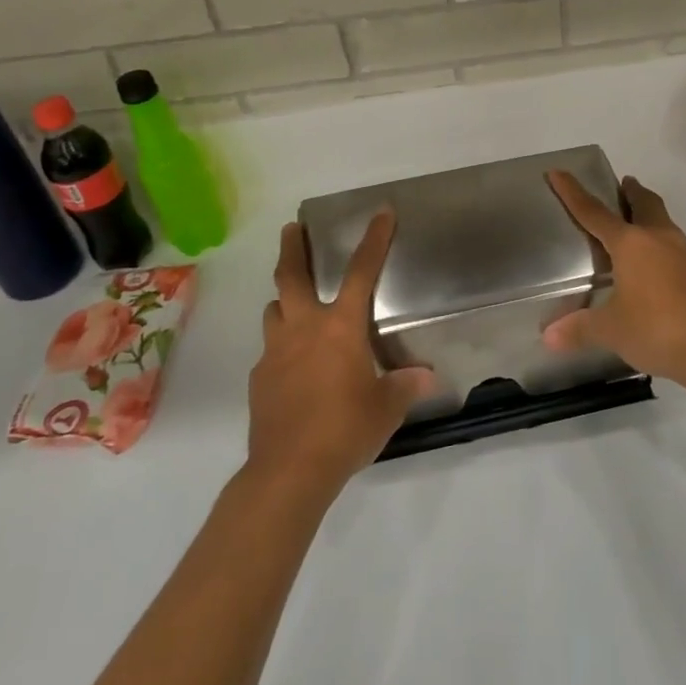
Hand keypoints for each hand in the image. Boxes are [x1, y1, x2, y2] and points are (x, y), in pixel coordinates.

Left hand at [247, 213, 436, 492]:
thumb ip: (404, 386)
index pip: (362, 272)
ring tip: (294, 304)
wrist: (288, 472)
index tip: (381, 212)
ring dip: (285, 300)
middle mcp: (303, 329)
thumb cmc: (345, 430)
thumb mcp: (386, 408)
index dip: (374, 239)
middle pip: (292, 276)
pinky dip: (281, 347)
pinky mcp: (259, 379)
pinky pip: (270, 351)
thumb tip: (426, 376)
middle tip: (293, 228)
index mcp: (340, 328)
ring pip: (275, 310)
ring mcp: (275, 353)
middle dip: (294, 248)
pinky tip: (293, 368)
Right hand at [544, 171, 685, 391]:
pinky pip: (677, 248)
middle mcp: (660, 238)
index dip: (573, 192)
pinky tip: (658, 269)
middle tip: (622, 185)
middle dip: (632, 192)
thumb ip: (579, 329)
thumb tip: (549, 337)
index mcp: (631, 244)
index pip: (594, 212)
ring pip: (664, 223)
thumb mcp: (611, 330)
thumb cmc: (657, 329)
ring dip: (650, 217)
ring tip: (638, 228)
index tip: (558, 172)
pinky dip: (663, 246)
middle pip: (644, 203)